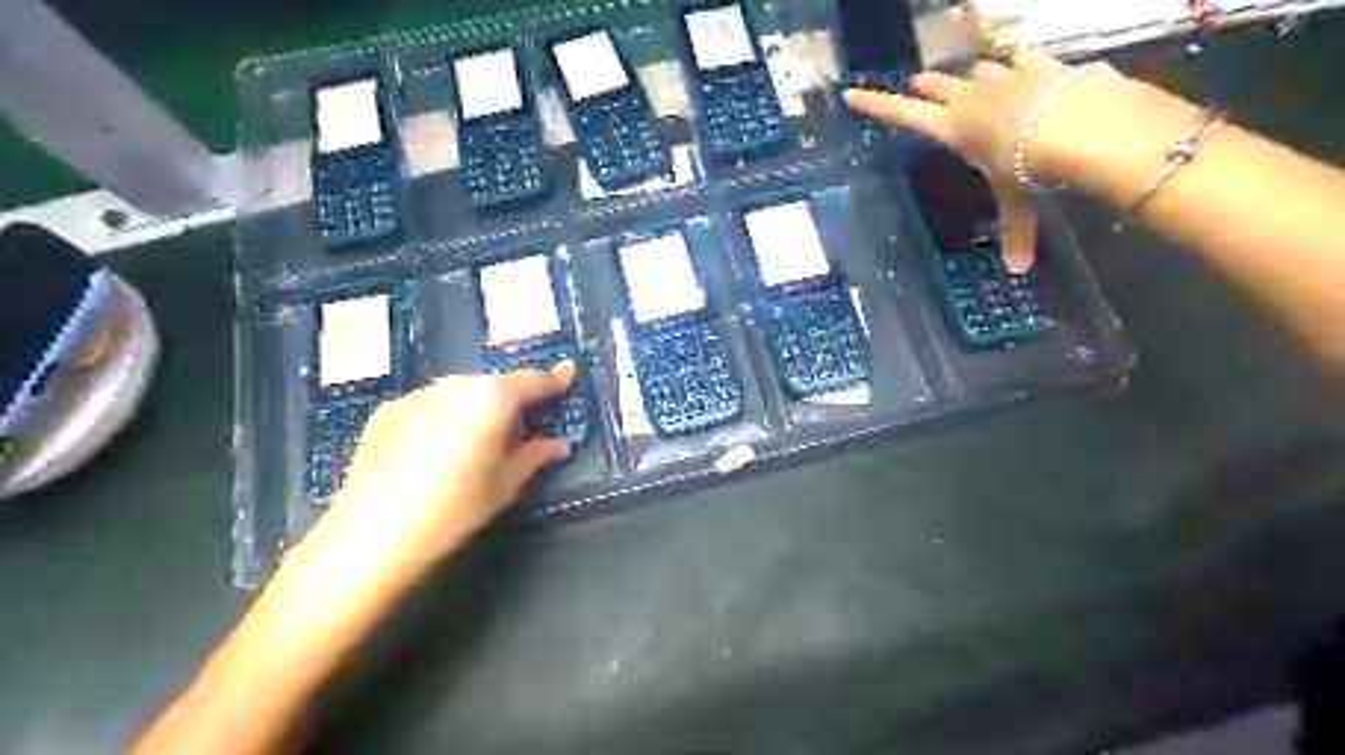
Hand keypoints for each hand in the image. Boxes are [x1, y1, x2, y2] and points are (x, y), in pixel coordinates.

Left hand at [266, 362, 571, 639]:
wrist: (370, 536)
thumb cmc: (454, 510)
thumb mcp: (505, 486)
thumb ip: (535, 456)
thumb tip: (559, 445)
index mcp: (491, 398)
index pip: (533, 382)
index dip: (554, 380)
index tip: (568, 374)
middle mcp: (455, 385)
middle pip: (495, 386)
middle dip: (511, 403)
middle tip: (519, 433)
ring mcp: (417, 395)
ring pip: (461, 394)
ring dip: (476, 410)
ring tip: (474, 446)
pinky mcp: (387, 411)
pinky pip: (430, 406)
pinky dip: (443, 419)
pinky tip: (435, 453)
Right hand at [851, 49, 1126, 275]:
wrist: (1081, 124)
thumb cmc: (1030, 167)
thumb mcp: (1017, 202)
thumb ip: (1015, 232)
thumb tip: (1017, 271)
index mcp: (951, 129)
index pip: (901, 115)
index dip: (874, 105)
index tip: (850, 93)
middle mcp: (969, 98)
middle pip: (937, 84)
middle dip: (925, 85)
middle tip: (917, 83)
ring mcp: (1003, 76)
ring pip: (976, 68)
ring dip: (969, 75)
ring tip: (971, 79)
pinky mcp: (1038, 64)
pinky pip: (1020, 56)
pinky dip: (1017, 62)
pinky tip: (1020, 64)